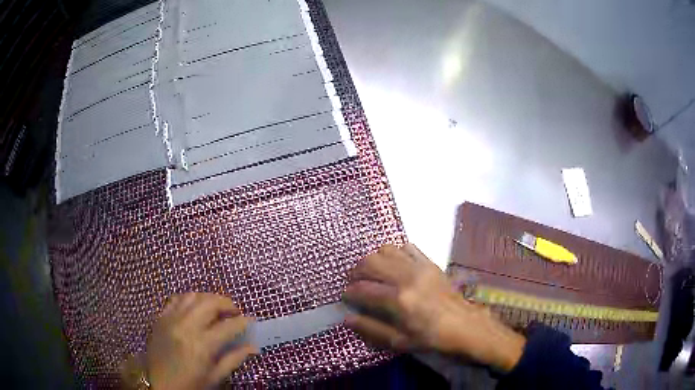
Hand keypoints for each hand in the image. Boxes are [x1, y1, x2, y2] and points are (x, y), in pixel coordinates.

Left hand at [143, 293, 255, 388]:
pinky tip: (195, 307)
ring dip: (208, 298)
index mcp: (202, 345)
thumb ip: (234, 359)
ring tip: (216, 308)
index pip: (228, 326)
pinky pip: (176, 299)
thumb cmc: (190, 383)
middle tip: (234, 312)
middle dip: (227, 303)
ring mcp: (171, 319)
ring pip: (193, 296)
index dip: (243, 322)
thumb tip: (253, 346)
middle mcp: (186, 326)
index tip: (251, 320)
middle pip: (210, 303)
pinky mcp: (161, 317)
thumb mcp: (215, 376)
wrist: (158, 383)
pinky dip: (189, 299)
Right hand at [343, 244, 524, 371]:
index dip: (349, 292)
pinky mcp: (430, 262)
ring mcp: (420, 266)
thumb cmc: (432, 338)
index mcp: (399, 300)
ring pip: (386, 250)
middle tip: (353, 282)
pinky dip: (394, 252)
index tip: (345, 296)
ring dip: (373, 259)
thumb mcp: (400, 342)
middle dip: (355, 271)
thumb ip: (371, 329)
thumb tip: (347, 318)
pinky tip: (393, 265)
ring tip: (370, 272)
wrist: (465, 326)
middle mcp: (406, 277)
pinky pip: (406, 247)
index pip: (363, 289)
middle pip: (370, 262)